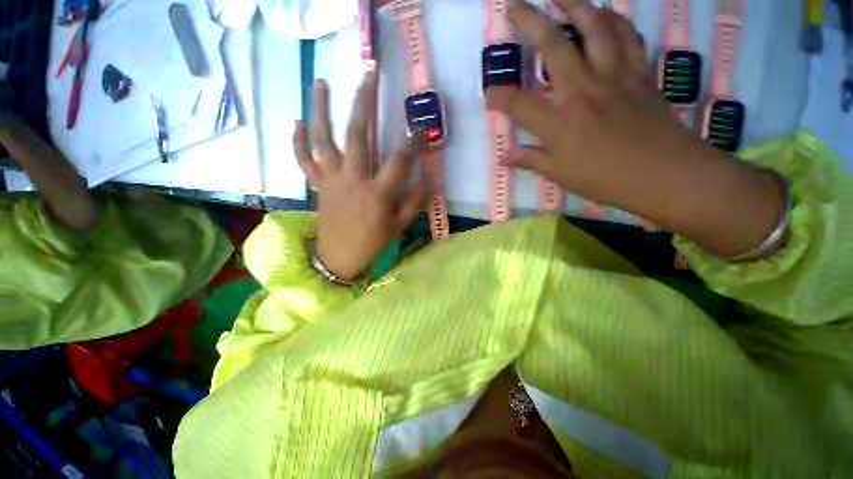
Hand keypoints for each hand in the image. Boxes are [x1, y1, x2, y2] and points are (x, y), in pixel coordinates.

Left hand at [295, 75, 424, 279]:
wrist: (340, 257)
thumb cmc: (373, 242)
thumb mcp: (400, 224)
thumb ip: (415, 199)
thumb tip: (427, 175)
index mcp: (378, 193)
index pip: (399, 160)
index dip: (412, 142)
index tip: (420, 130)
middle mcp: (354, 179)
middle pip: (358, 135)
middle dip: (364, 103)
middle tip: (368, 75)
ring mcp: (332, 179)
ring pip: (323, 139)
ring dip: (321, 109)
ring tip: (321, 82)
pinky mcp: (318, 184)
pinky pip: (304, 160)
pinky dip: (298, 141)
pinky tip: (298, 122)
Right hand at [487, 0, 689, 209]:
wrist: (667, 175)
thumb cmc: (608, 180)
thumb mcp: (562, 175)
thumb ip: (531, 160)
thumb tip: (505, 158)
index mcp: (560, 123)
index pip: (518, 105)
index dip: (498, 98)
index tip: (488, 96)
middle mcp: (583, 90)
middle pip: (553, 45)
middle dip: (530, 21)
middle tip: (514, 5)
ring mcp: (614, 76)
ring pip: (594, 27)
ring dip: (574, 4)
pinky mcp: (640, 73)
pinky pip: (627, 37)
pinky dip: (615, 20)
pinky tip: (604, 14)